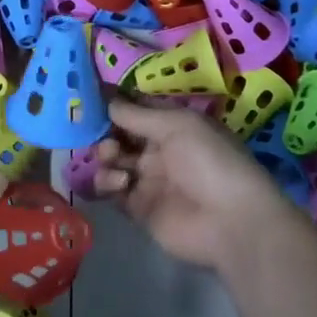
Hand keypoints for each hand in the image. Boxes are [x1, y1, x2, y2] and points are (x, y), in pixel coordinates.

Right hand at [94, 100, 294, 270]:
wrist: (231, 222)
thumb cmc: (209, 162)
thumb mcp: (177, 125)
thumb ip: (136, 114)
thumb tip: (106, 99)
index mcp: (172, 125)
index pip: (135, 108)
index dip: (113, 102)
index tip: (86, 95)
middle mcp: (158, 149)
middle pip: (118, 134)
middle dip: (104, 130)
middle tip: (99, 133)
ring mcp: (147, 179)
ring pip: (111, 161)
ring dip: (105, 155)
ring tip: (112, 158)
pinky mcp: (138, 208)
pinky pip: (111, 190)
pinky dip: (106, 182)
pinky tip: (119, 184)